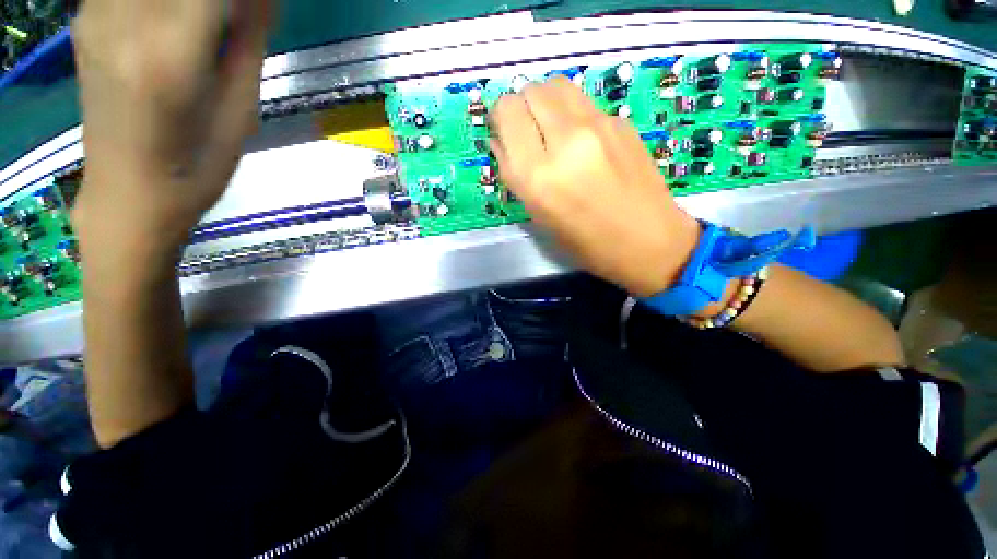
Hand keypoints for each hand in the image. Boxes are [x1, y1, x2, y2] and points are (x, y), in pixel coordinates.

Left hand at [71, 0, 270, 254]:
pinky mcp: (85, 23)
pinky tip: (169, 17)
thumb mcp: (239, 113)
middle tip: (234, 19)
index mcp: (169, 56)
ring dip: (187, 2)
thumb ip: (247, 45)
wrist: (128, 195)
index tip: (258, 8)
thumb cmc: (196, 166)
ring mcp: (95, 19)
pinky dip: (157, 2)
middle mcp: (123, 23)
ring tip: (204, 25)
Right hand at [490, 77, 701, 296]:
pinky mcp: (620, 122)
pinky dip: (571, 113)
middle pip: (530, 90)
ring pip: (557, 85)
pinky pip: (583, 101)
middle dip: (521, 108)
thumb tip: (501, 141)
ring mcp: (597, 125)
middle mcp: (565, 141)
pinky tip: (582, 141)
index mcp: (538, 175)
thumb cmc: (585, 242)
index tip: (505, 133)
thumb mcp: (539, 216)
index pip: (506, 111)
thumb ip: (515, 174)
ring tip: (551, 131)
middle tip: (528, 133)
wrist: (647, 241)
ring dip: (545, 103)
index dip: (500, 118)